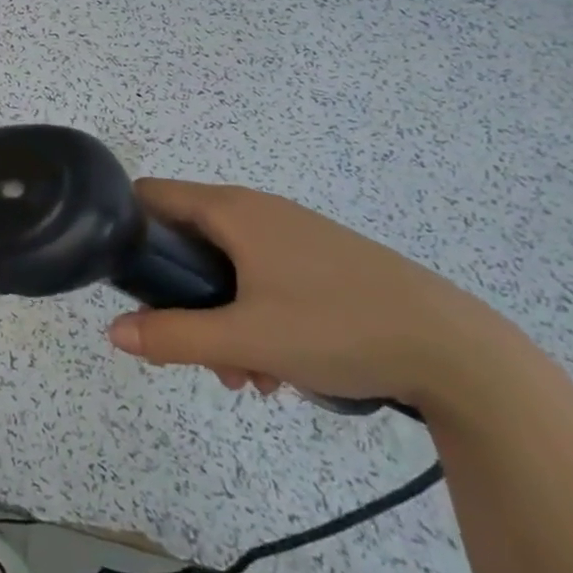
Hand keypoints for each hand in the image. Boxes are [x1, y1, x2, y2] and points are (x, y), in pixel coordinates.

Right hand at [106, 181, 505, 406]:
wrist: (459, 352)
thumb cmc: (339, 328)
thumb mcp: (248, 340)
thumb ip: (174, 337)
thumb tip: (113, 333)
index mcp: (231, 210)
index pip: (151, 195)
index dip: (127, 228)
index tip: (126, 276)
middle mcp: (256, 210)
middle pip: (187, 239)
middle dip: (180, 296)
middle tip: (194, 349)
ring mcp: (292, 233)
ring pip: (227, 267)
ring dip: (219, 316)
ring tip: (247, 376)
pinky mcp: (320, 260)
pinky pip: (263, 277)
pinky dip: (255, 314)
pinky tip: (280, 367)